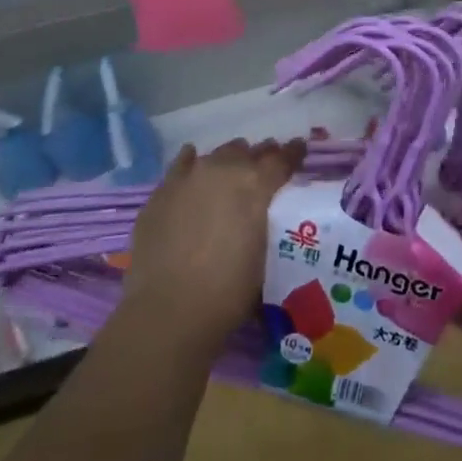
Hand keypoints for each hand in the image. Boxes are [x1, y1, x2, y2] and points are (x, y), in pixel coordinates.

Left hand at [123, 137, 305, 350]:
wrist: (167, 311)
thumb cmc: (226, 294)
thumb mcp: (263, 260)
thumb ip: (266, 227)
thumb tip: (263, 223)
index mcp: (256, 185)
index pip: (282, 159)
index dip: (292, 153)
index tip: (298, 149)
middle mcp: (225, 169)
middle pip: (248, 152)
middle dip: (258, 158)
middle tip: (263, 171)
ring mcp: (191, 176)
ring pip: (217, 155)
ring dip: (228, 163)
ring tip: (230, 175)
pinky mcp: (163, 190)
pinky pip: (182, 164)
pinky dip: (191, 165)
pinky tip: (193, 168)